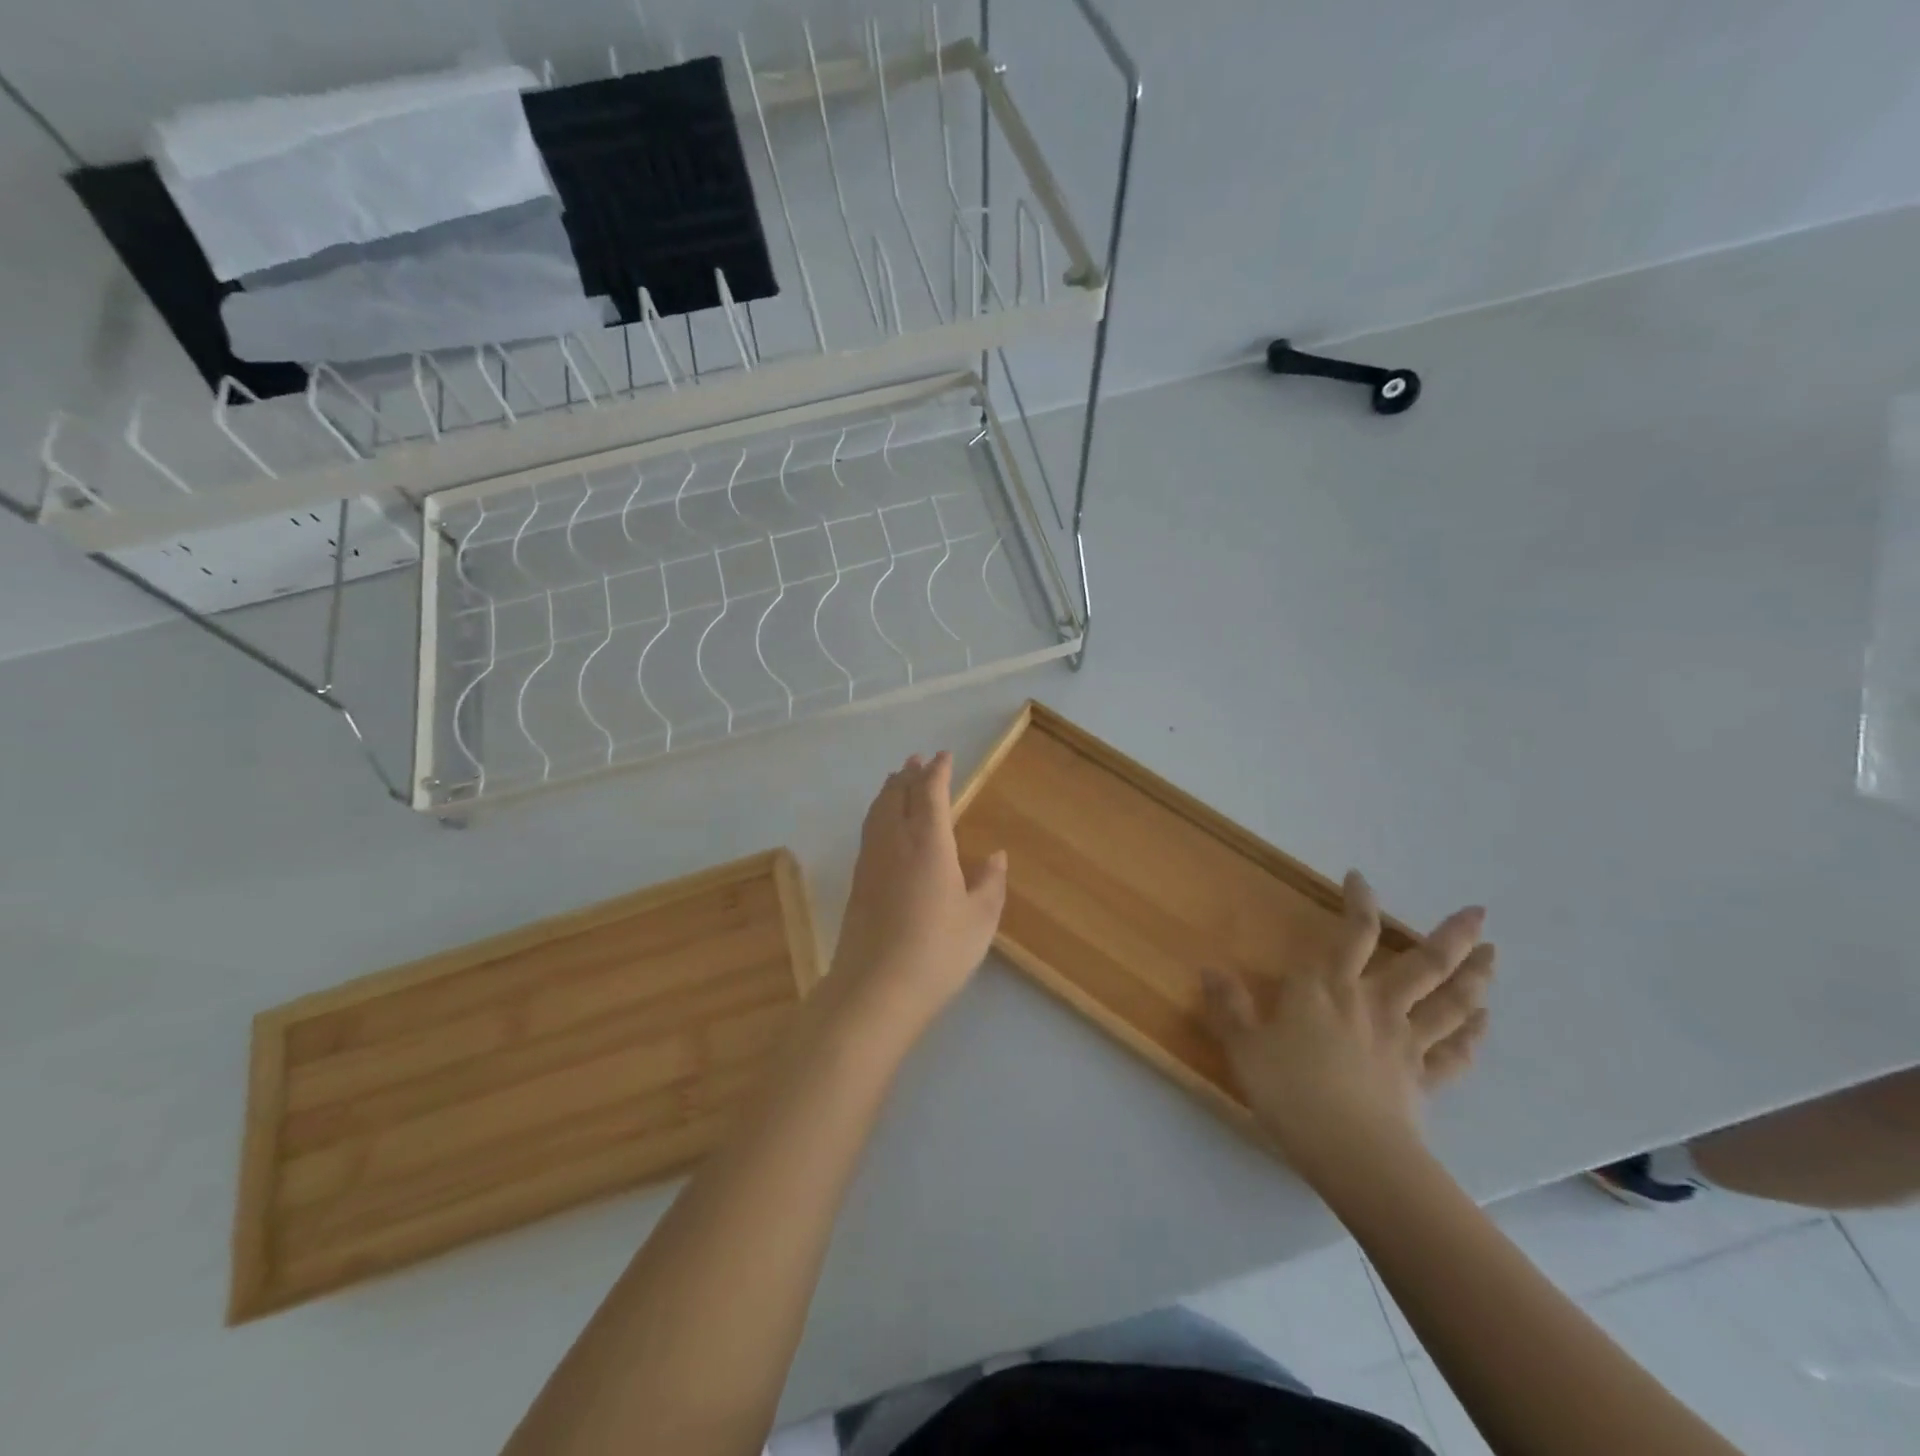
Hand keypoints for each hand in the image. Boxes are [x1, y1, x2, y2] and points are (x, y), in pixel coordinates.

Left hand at [829, 752, 1008, 1030]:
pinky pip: (869, 830)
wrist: (876, 989)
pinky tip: (882, 824)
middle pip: (897, 795)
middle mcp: (895, 841)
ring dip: (889, 790)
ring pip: (877, 811)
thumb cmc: (938, 951)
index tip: (944, 756)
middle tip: (917, 760)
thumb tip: (996, 855)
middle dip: (908, 774)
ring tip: (896, 780)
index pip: (930, 793)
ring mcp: (871, 861)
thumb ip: (990, 882)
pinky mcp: (858, 882)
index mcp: (928, 842)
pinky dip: (878, 813)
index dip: (937, 771)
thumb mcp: (980, 920)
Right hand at [1201, 871, 1493, 1178]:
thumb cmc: (1291, 1091)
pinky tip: (1484, 1022)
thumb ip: (1229, 1006)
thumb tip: (1209, 970)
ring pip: (1450, 1003)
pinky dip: (1473, 1035)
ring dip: (1475, 977)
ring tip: (1493, 956)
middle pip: (1423, 964)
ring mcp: (1406, 1041)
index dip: (1359, 902)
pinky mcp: (1424, 1079)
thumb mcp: (1244, 1047)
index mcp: (1328, 988)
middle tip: (1478, 913)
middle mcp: (1374, 1004)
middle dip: (1452, 936)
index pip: (1352, 933)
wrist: (1352, 1154)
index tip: (1359, 878)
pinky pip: (1456, 1053)